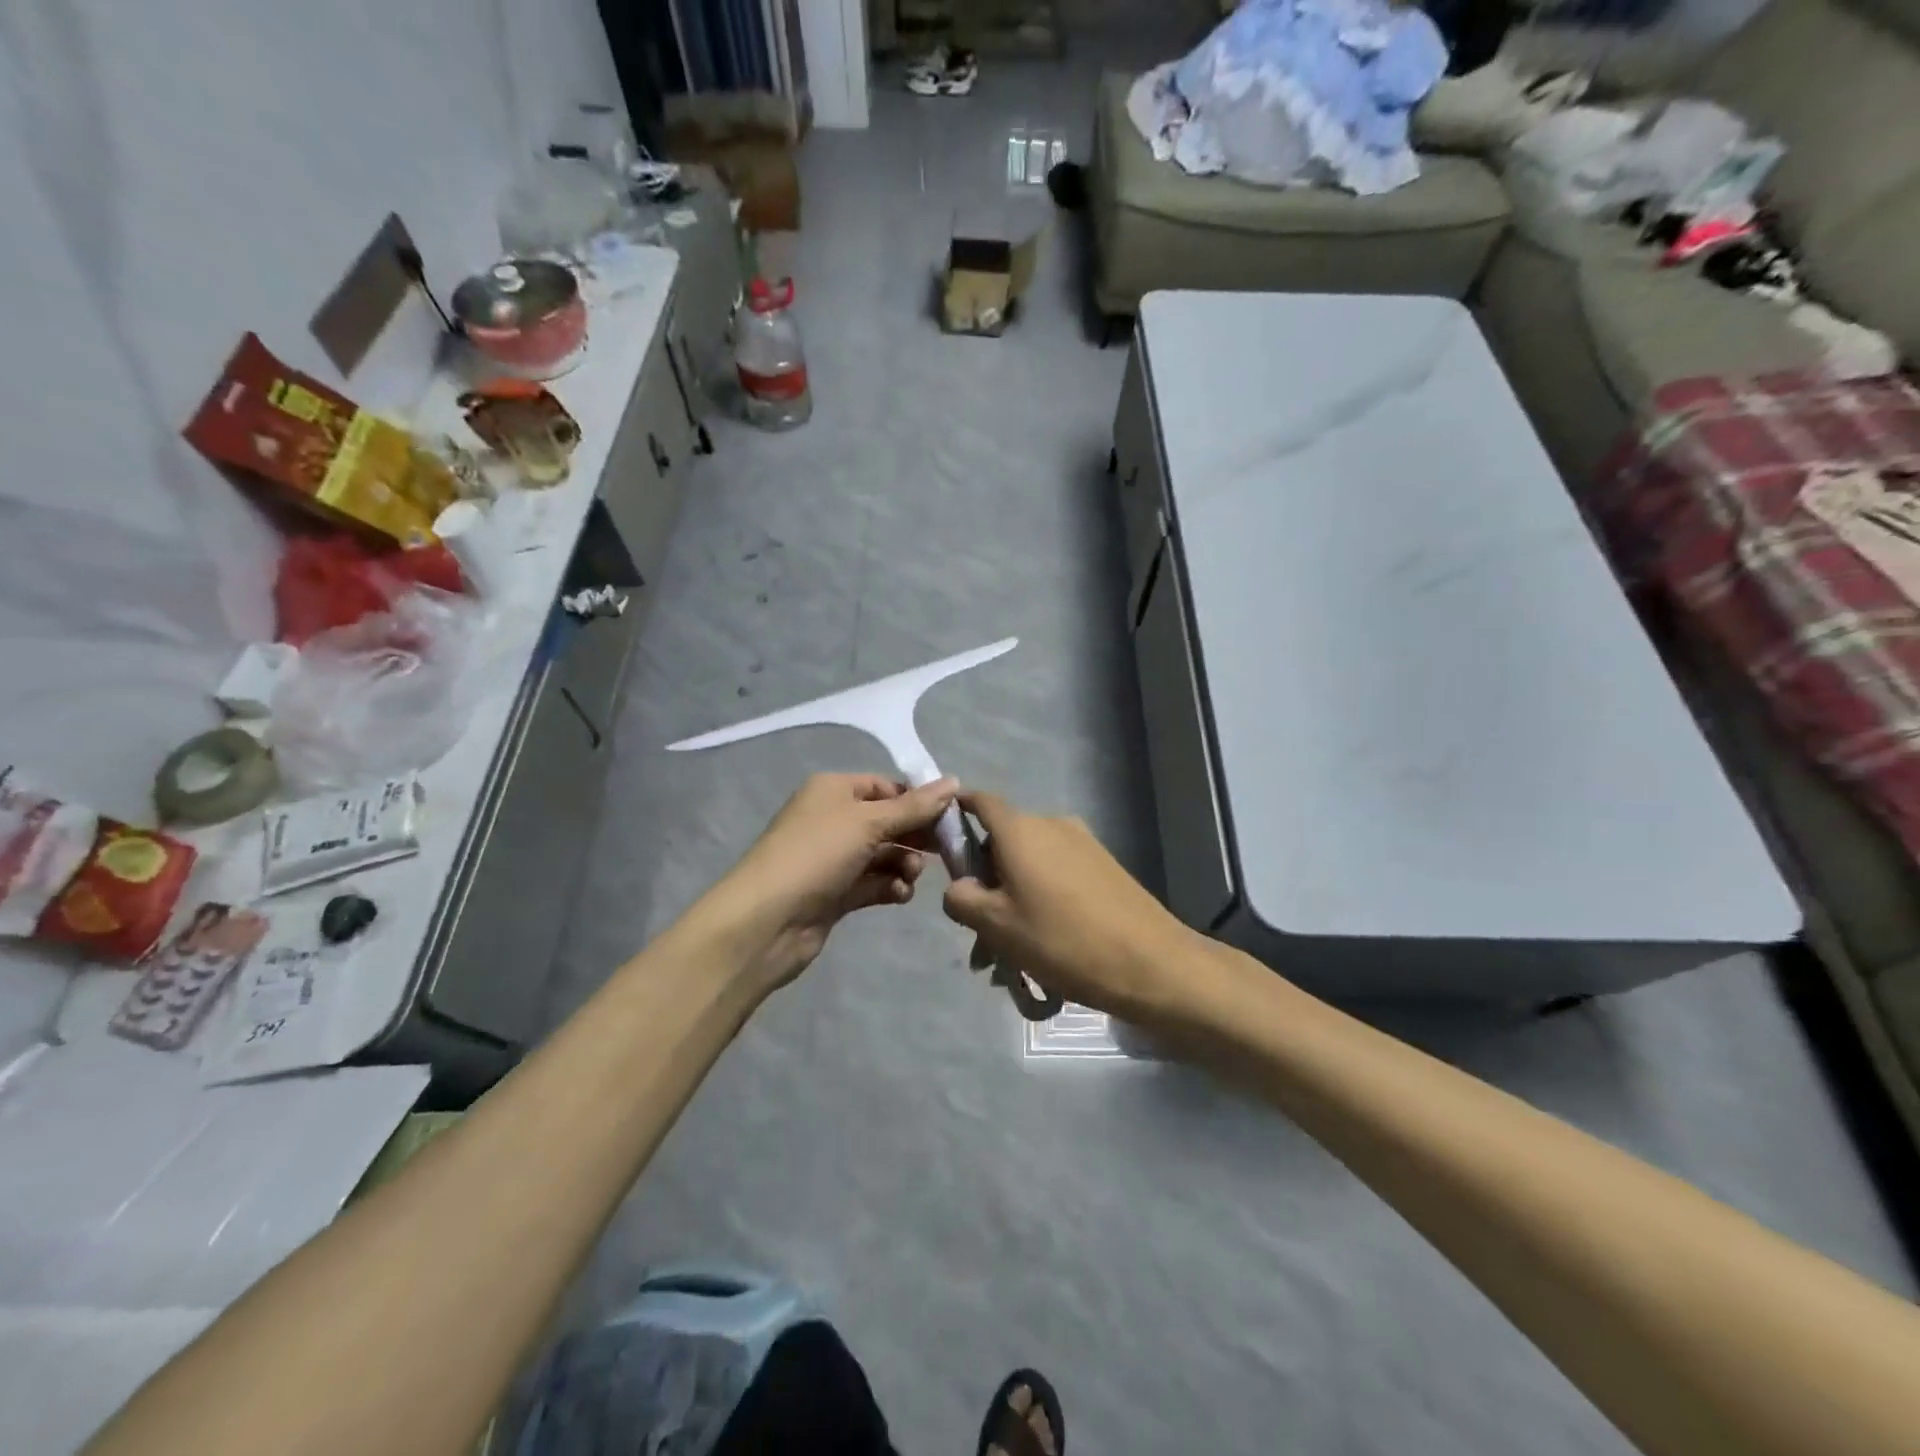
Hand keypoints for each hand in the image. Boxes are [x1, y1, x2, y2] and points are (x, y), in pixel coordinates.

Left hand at [689, 772, 958, 993]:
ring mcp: (833, 858)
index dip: (918, 800)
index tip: (949, 818)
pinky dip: (890, 886)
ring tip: (909, 876)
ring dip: (904, 863)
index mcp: (834, 790)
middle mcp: (833, 819)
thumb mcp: (869, 822)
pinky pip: (873, 882)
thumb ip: (915, 806)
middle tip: (942, 851)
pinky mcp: (835, 893)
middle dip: (914, 836)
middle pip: (888, 821)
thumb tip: (954, 781)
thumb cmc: (817, 855)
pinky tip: (899, 894)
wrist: (767, 921)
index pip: (887, 787)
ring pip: (883, 854)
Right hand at [942, 790, 1201, 1023]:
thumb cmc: (1061, 939)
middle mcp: (1051, 824)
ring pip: (1030, 864)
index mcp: (1020, 830)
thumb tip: (959, 887)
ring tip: (1009, 955)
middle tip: (978, 933)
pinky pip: (1057, 874)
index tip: (940, 840)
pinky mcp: (1104, 865)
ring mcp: (1082, 843)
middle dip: (985, 881)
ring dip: (1012, 898)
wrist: (1150, 962)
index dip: (956, 813)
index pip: (979, 802)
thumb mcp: (996, 926)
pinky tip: (1043, 946)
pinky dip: (1040, 899)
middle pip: (1003, 841)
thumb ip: (961, 899)